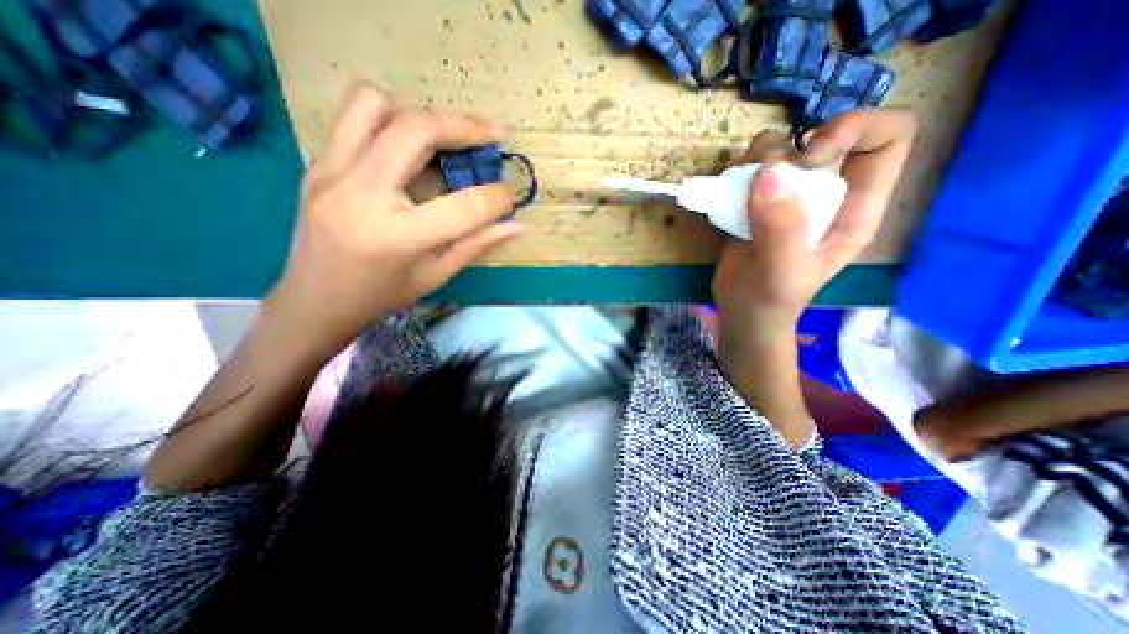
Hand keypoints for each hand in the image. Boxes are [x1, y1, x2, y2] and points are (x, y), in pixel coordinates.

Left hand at [266, 82, 524, 357]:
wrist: (314, 301)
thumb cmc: (382, 296)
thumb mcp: (436, 275)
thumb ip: (478, 244)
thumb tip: (519, 226)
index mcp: (397, 236)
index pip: (463, 206)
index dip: (496, 198)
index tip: (510, 195)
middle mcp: (360, 194)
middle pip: (415, 130)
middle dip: (464, 126)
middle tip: (491, 134)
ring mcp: (331, 173)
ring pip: (374, 104)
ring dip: (418, 114)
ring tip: (443, 138)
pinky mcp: (317, 165)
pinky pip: (353, 120)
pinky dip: (390, 123)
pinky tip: (408, 150)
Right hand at [713, 108, 915, 347]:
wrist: (742, 310)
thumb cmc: (771, 298)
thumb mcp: (783, 270)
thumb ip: (781, 227)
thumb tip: (768, 172)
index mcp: (856, 206)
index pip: (886, 137)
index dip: (854, 129)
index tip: (808, 155)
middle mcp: (827, 192)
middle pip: (824, 133)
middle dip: (792, 145)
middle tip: (763, 177)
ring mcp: (789, 195)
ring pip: (781, 147)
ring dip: (757, 157)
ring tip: (739, 189)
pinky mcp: (757, 202)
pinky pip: (749, 168)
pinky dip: (735, 171)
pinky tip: (726, 193)